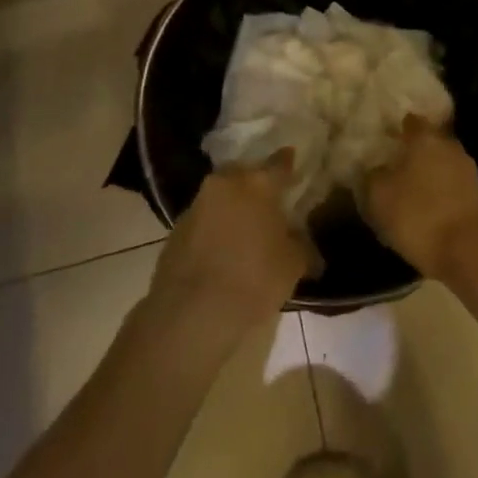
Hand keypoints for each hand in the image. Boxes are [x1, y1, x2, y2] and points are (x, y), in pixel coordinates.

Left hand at [151, 155, 316, 330]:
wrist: (192, 315)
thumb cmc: (253, 280)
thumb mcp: (293, 265)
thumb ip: (301, 245)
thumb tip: (302, 242)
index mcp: (258, 184)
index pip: (279, 163)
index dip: (288, 163)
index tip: (293, 162)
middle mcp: (225, 184)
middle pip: (245, 174)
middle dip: (255, 184)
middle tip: (268, 201)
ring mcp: (196, 205)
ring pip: (220, 196)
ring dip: (232, 207)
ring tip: (244, 230)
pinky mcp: (175, 231)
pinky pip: (203, 220)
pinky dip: (213, 228)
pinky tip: (221, 251)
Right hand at [360, 115, 477, 279]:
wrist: (472, 251)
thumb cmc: (420, 216)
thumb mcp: (380, 197)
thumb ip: (373, 177)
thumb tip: (376, 169)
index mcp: (425, 138)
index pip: (410, 122)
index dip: (397, 129)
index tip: (384, 139)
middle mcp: (449, 147)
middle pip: (429, 144)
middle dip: (413, 154)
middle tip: (393, 168)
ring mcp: (468, 171)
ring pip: (442, 166)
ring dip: (428, 176)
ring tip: (409, 194)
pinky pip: (453, 188)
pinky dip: (441, 196)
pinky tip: (428, 212)